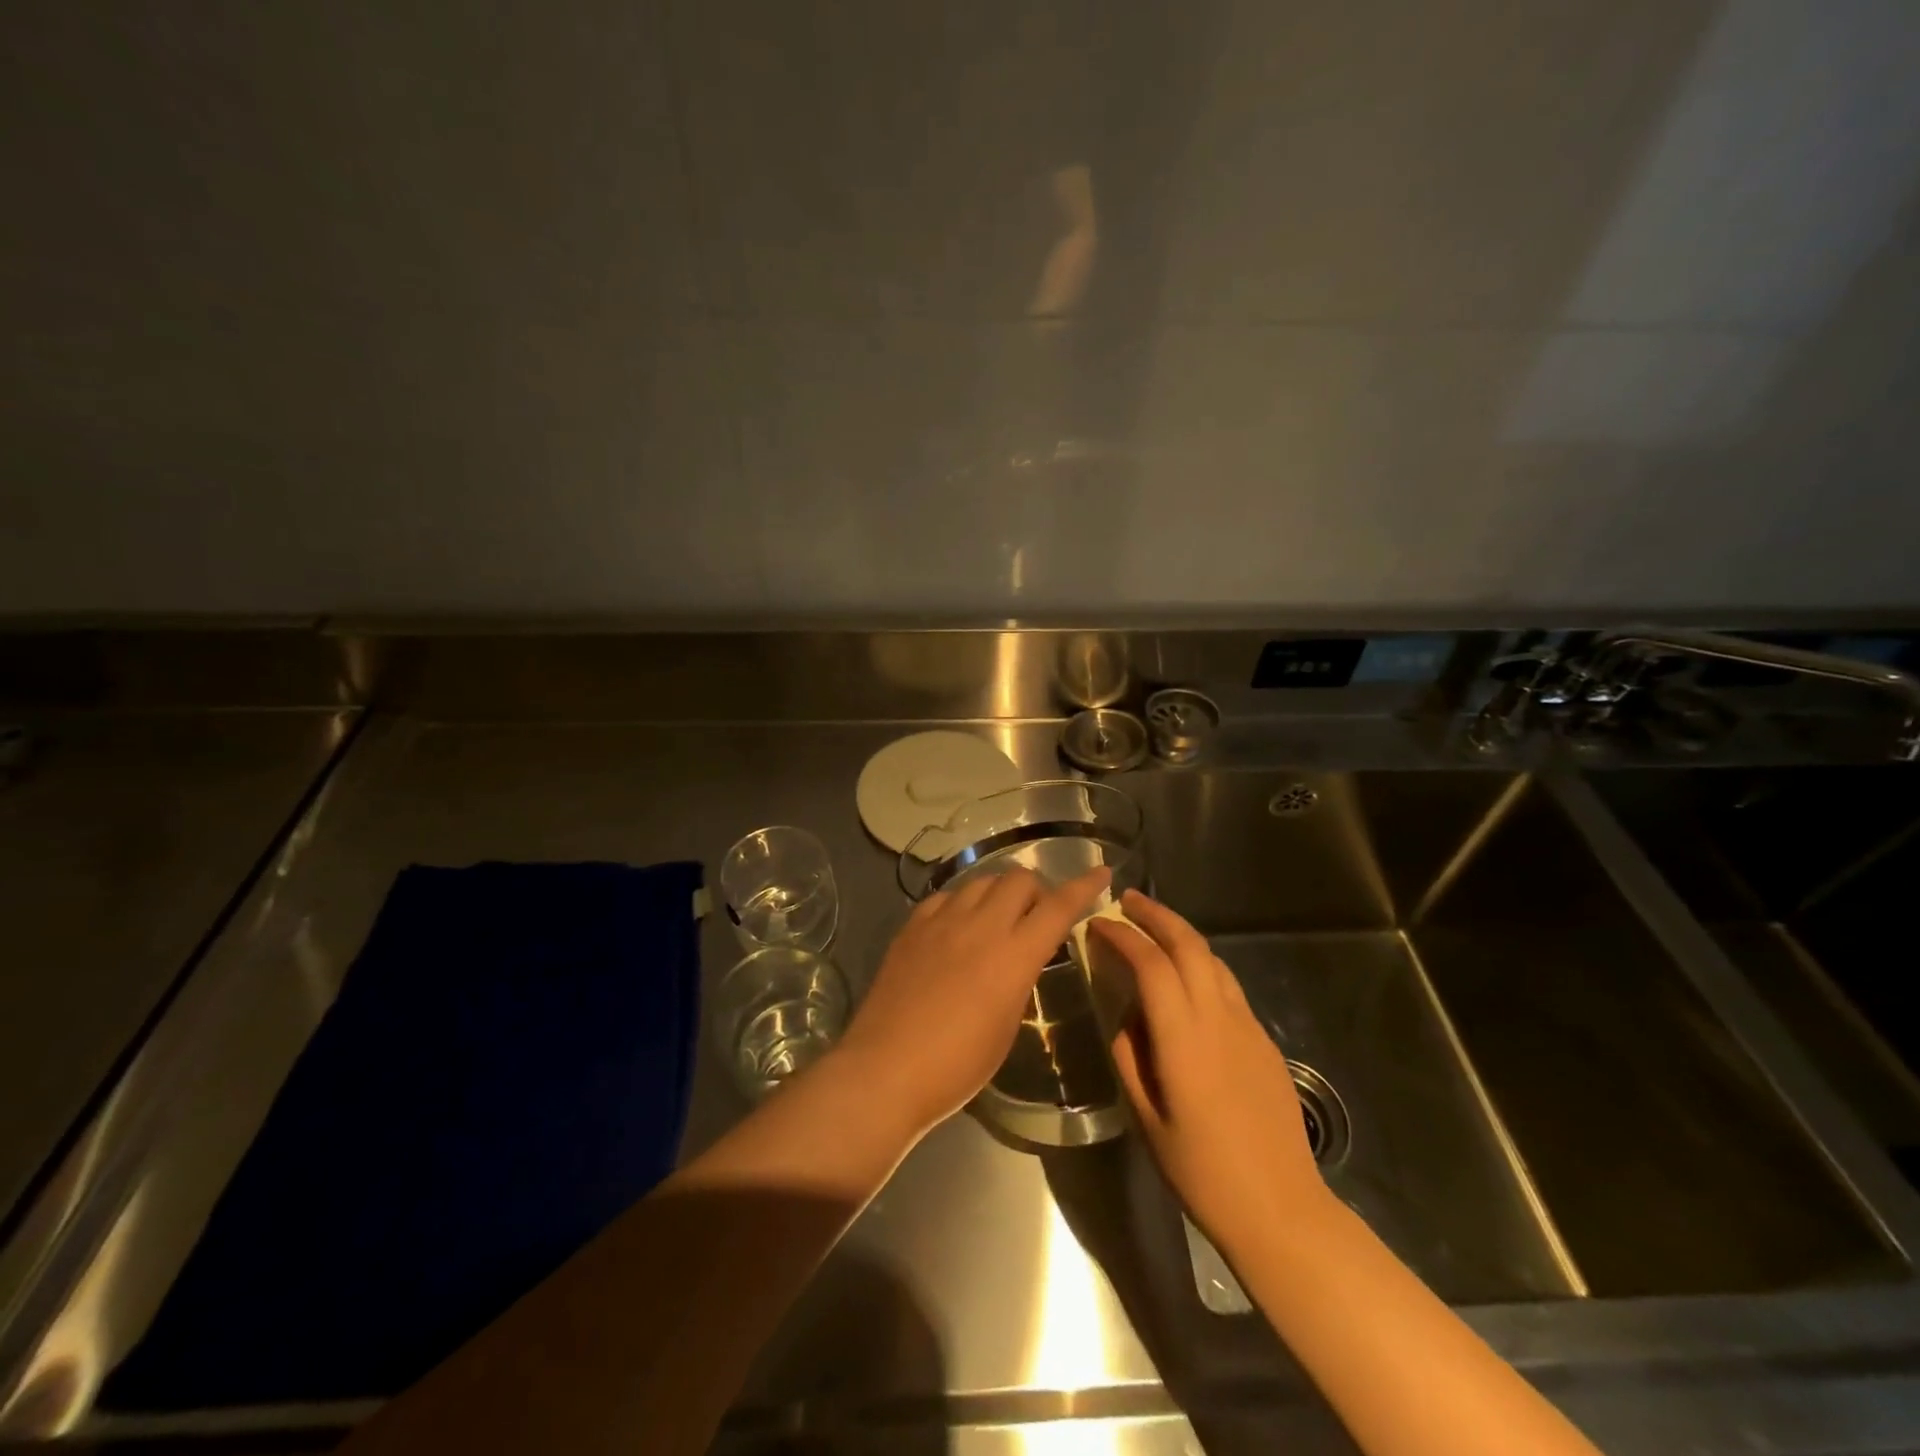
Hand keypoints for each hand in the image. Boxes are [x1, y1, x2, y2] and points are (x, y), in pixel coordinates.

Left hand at [838, 866, 1110, 1136]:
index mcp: (1013, 956)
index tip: (1101, 872)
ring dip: (998, 892)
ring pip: (981, 881)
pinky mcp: (912, 927)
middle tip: (1034, 916)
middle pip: (1018, 879)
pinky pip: (946, 897)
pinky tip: (957, 925)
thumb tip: (1019, 958)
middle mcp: (980, 926)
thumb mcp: (1006, 1026)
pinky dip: (961, 903)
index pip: (1058, 907)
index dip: (1083, 887)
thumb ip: (1019, 979)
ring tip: (996, 918)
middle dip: (1036, 890)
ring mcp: (942, 921)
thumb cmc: (957, 1065)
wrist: (886, 1068)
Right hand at [1091, 890, 1333, 1253]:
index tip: (1098, 924)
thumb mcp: (1147, 1118)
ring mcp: (1247, 1026)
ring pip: (1213, 959)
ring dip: (1181, 935)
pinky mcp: (1263, 1040)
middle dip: (1156, 915)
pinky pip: (1227, 985)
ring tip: (1154, 930)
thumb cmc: (1202, 1172)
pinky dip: (1201, 965)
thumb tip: (1129, 1016)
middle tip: (1127, 901)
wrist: (1281, 1209)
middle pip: (1189, 944)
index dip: (1122, 936)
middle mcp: (1218, 1018)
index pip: (1150, 964)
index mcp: (1183, 1037)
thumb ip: (1131, 1056)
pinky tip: (1187, 979)